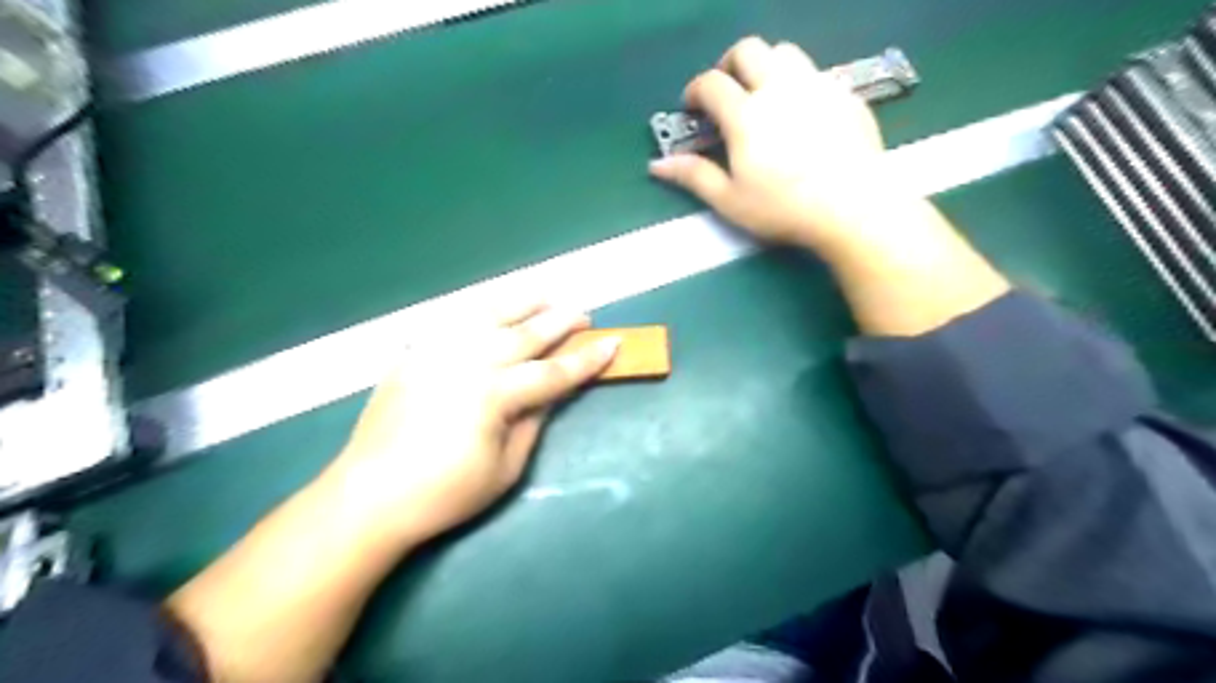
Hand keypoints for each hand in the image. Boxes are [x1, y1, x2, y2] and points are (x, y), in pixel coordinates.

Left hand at [324, 302, 617, 547]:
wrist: (369, 495)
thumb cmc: (444, 493)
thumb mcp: (505, 468)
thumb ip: (533, 423)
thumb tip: (552, 393)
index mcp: (495, 395)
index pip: (553, 372)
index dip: (586, 359)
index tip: (613, 342)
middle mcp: (469, 362)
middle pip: (525, 335)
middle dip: (560, 321)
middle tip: (583, 313)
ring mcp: (438, 353)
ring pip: (488, 315)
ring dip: (521, 301)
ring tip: (545, 293)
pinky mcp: (415, 355)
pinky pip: (452, 321)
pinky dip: (478, 309)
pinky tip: (492, 307)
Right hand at [652, 34, 894, 254]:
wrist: (853, 207)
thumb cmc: (784, 208)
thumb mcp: (730, 200)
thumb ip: (694, 176)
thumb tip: (656, 165)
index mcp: (746, 114)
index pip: (711, 83)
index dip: (694, 90)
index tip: (691, 107)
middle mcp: (779, 87)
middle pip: (749, 50)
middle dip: (729, 64)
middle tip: (726, 92)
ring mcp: (817, 86)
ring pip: (786, 52)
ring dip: (766, 66)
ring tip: (764, 96)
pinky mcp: (846, 95)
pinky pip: (817, 74)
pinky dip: (799, 84)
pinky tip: (802, 115)